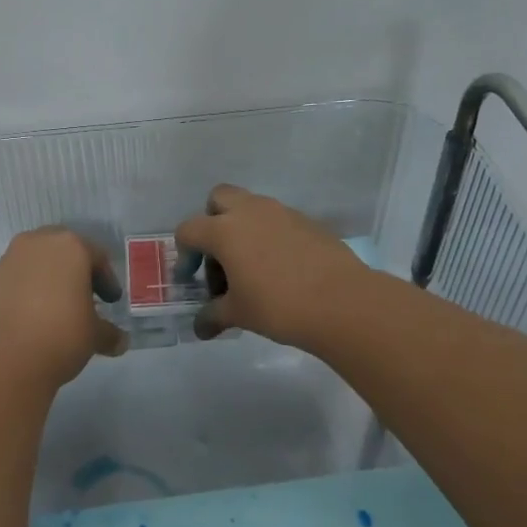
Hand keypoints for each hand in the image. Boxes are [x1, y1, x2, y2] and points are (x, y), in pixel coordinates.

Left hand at [0, 228, 127, 386]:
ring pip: (37, 263)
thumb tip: (120, 342)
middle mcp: (38, 243)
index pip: (97, 257)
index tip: (110, 302)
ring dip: (48, 280)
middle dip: (75, 273)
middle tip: (84, 299)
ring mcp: (9, 259)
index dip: (107, 281)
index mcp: (71, 246)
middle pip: (64, 252)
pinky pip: (16, 279)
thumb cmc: (61, 334)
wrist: (3, 358)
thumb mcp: (94, 336)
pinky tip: (31, 318)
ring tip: (55, 310)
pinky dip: (26, 292)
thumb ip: (108, 333)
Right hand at [176, 185, 371, 348]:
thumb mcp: (238, 314)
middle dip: (212, 222)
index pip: (189, 229)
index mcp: (224, 230)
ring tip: (252, 268)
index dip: (184, 255)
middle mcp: (250, 211)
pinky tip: (281, 269)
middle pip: (219, 199)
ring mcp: (282, 212)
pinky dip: (270, 236)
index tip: (193, 280)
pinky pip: (278, 220)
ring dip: (243, 229)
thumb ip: (213, 315)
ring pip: (251, 207)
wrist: (342, 302)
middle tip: (220, 257)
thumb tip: (200, 327)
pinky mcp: (308, 221)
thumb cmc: (278, 306)